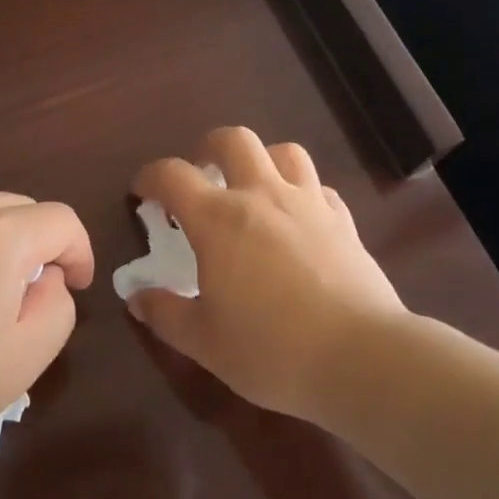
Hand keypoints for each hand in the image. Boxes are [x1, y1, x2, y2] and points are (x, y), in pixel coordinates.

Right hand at [126, 128, 410, 421]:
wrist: (361, 358)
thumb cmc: (271, 350)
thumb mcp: (204, 342)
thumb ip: (165, 315)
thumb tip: (137, 298)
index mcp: (218, 219)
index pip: (172, 175)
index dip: (150, 177)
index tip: (143, 193)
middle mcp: (262, 196)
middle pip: (234, 140)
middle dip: (209, 148)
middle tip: (202, 175)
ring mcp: (308, 204)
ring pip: (284, 152)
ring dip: (262, 160)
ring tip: (253, 189)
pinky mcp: (344, 222)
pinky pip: (319, 188)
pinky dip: (302, 193)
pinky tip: (298, 221)